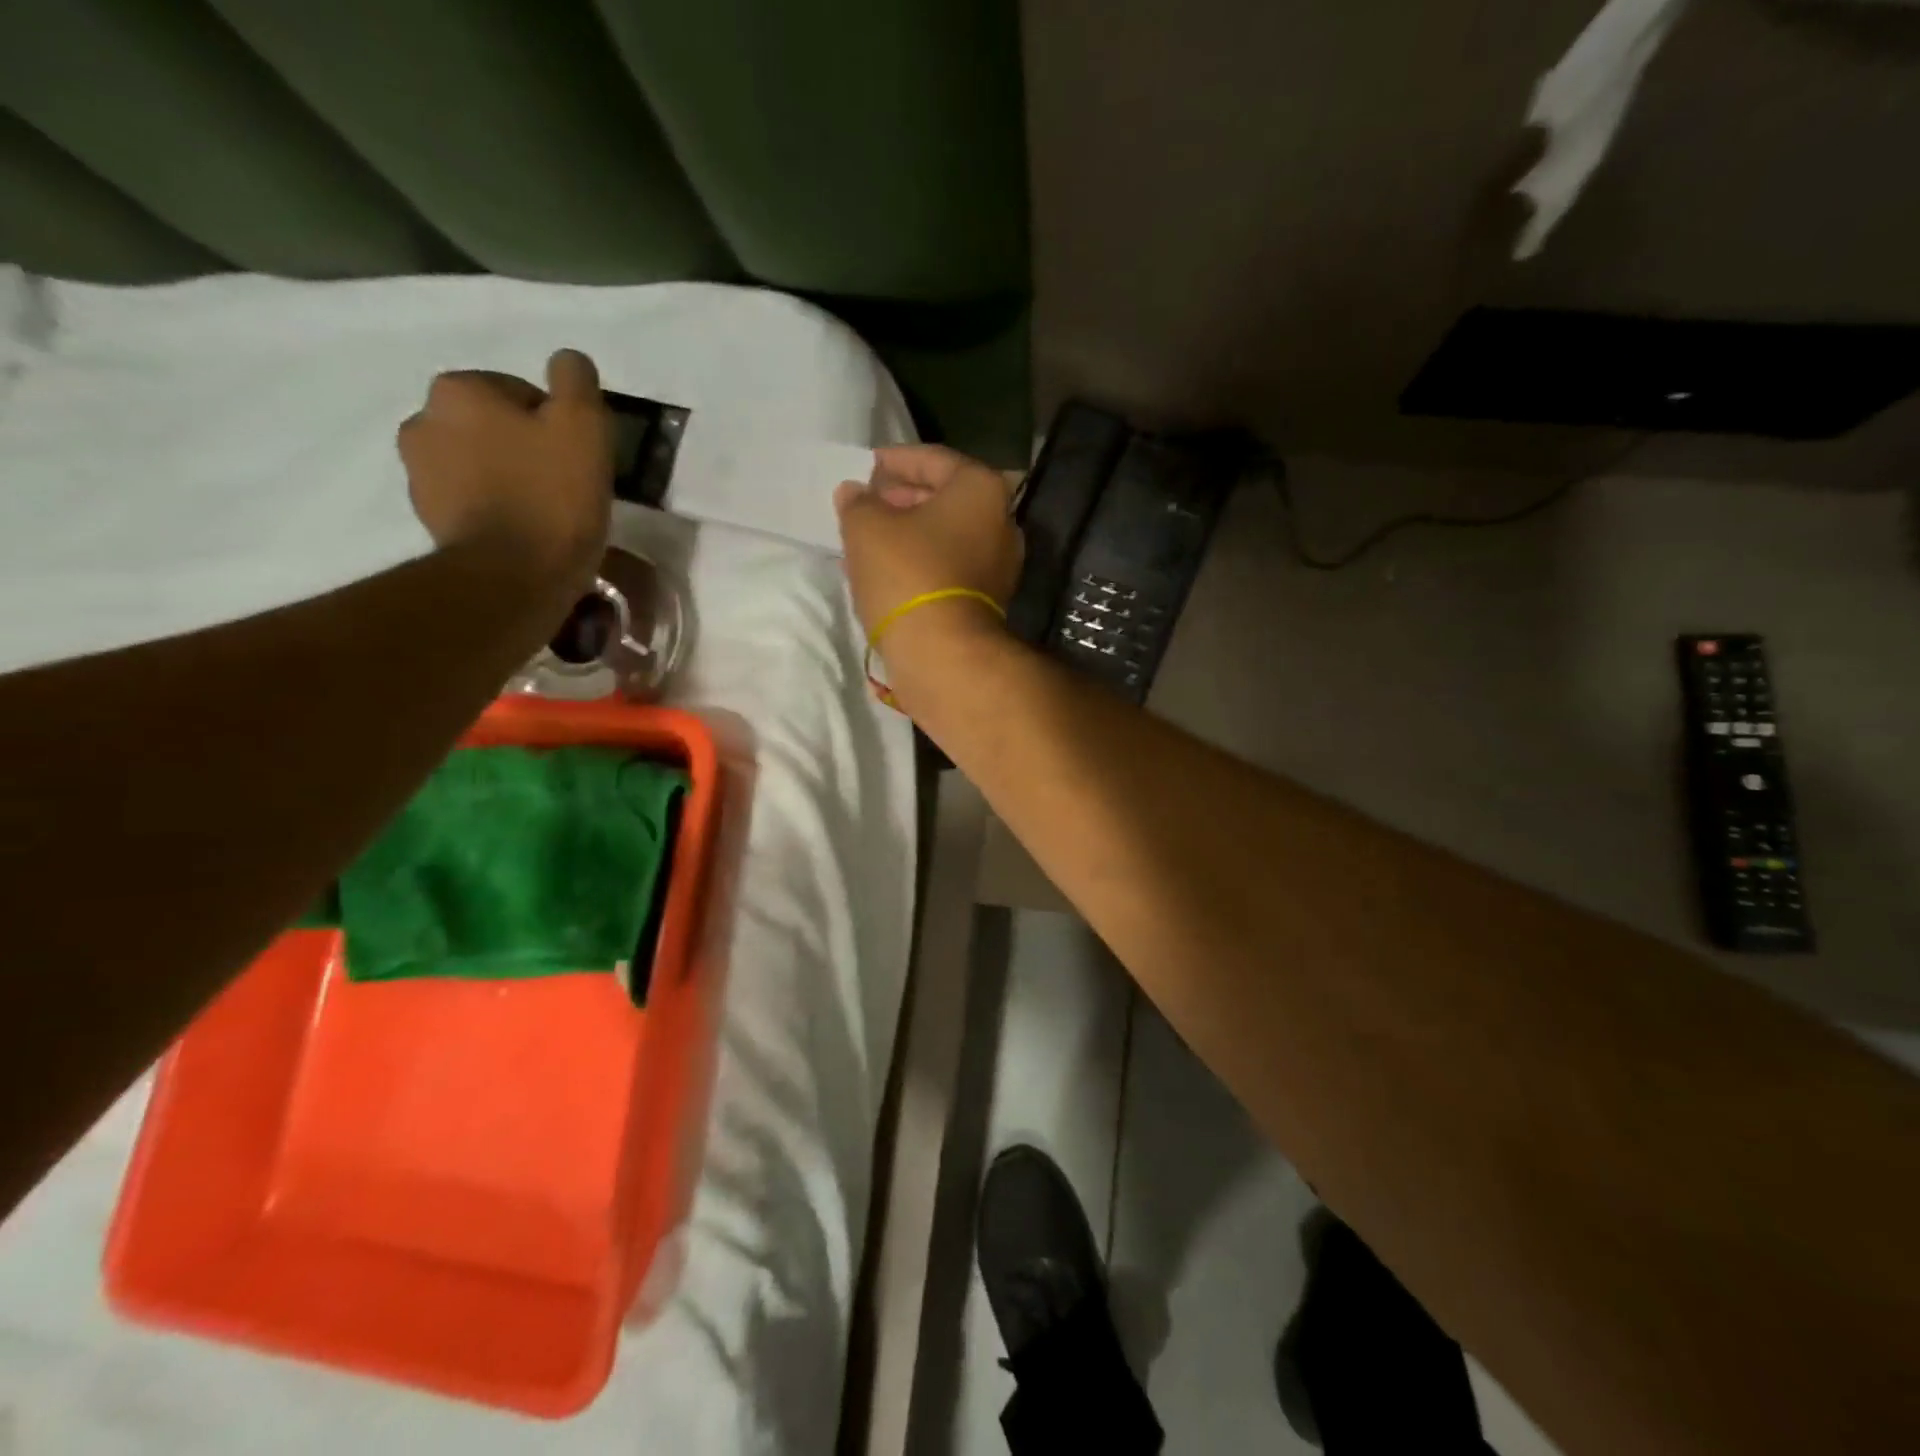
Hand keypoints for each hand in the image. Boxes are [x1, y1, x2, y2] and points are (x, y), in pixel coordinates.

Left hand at [398, 349, 611, 589]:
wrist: (513, 575)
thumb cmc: (553, 495)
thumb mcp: (584, 427)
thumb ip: (576, 381)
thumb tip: (567, 361)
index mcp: (459, 389)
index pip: (519, 392)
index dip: (556, 424)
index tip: (578, 458)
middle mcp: (423, 419)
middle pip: (493, 425)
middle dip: (524, 446)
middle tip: (563, 483)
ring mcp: (418, 472)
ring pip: (478, 460)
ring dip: (506, 475)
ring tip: (543, 511)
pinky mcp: (427, 516)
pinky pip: (467, 497)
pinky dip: (492, 506)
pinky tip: (522, 530)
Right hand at [834, 445, 1023, 662]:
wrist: (943, 653)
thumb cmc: (908, 573)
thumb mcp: (867, 527)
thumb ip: (858, 502)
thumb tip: (855, 493)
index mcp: (981, 489)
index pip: (934, 459)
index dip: (896, 460)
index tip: (867, 467)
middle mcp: (1002, 522)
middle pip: (944, 499)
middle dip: (901, 500)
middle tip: (866, 504)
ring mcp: (1000, 566)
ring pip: (945, 537)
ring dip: (907, 536)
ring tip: (867, 540)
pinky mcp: (988, 601)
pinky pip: (949, 568)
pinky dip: (920, 563)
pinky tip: (886, 572)